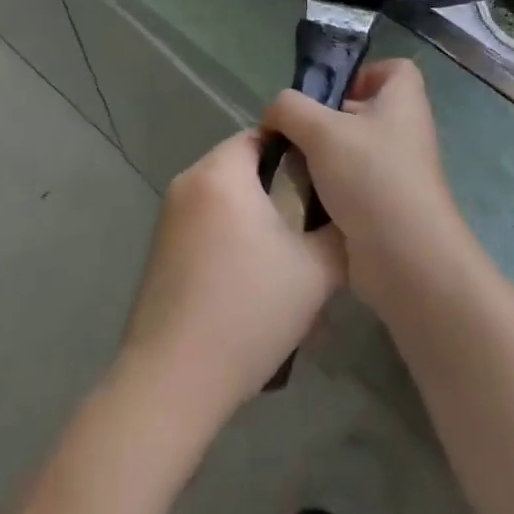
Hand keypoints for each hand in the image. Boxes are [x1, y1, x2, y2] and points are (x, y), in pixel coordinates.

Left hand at [115, 128, 345, 428]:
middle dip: (282, 189)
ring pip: (228, 199)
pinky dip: (235, 239)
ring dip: (260, 219)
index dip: (300, 150)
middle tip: (317, 222)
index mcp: (220, 172)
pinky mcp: (162, 249)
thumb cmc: (247, 311)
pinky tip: (258, 284)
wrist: (172, 381)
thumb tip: (351, 214)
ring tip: (293, 259)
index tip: (329, 177)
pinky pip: (208, 225)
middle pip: (245, 166)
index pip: (264, 133)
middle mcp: (189, 182)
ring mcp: (169, 216)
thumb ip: (340, 232)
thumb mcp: (315, 272)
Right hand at [262, 60, 474, 319]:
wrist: (405, 259)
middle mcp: (405, 132)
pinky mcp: (385, 207)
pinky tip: (302, 199)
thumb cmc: (370, 177)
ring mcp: (397, 172)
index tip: (330, 92)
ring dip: (322, 158)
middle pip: (364, 110)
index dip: (363, 73)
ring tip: (291, 166)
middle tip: (293, 131)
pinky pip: (351, 186)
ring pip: (352, 151)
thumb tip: (276, 110)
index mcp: (403, 102)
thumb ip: (290, 108)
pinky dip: (328, 190)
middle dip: (326, 118)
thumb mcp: (320, 130)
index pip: (393, 69)